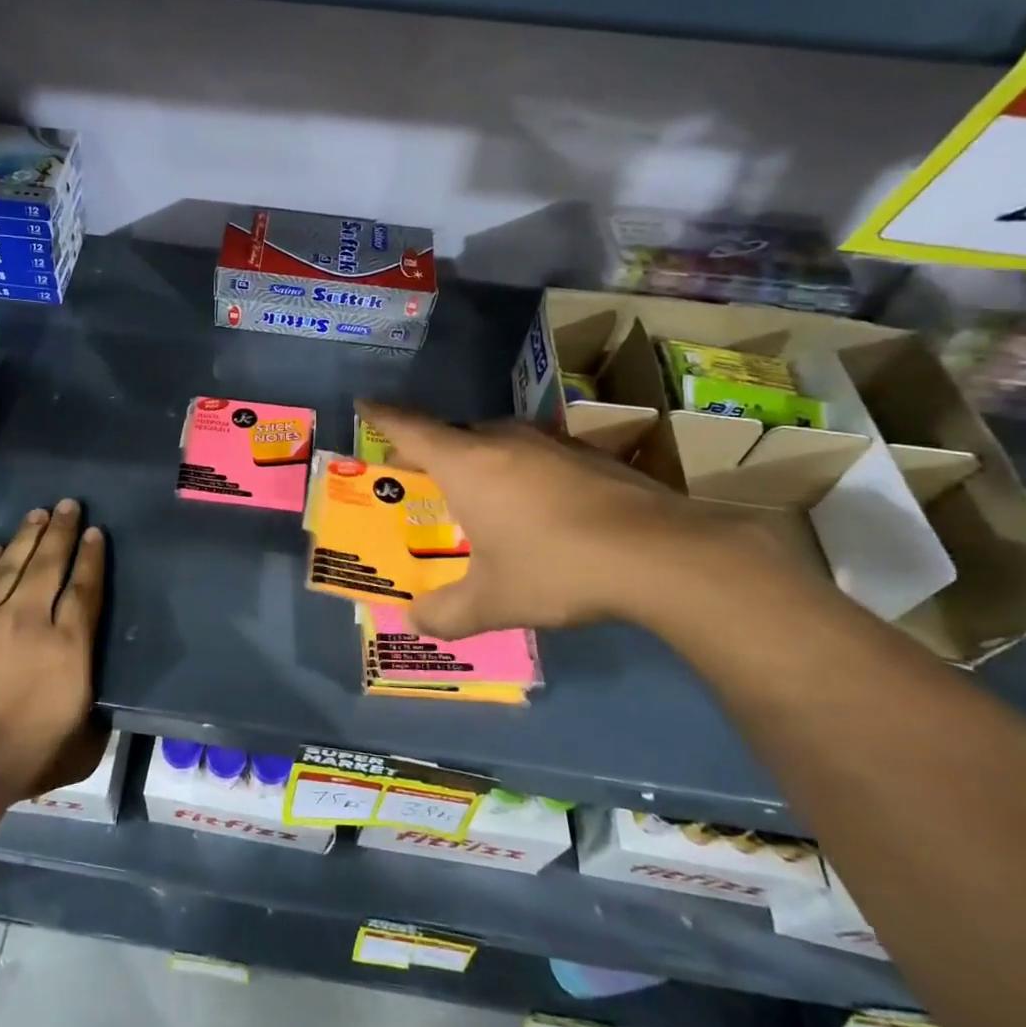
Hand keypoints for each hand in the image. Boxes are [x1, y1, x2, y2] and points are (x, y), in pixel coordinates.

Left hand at [0, 500, 105, 806]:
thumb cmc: (24, 758)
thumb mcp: (82, 742)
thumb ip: (96, 711)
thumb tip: (99, 694)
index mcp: (68, 646)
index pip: (85, 588)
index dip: (91, 557)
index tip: (95, 533)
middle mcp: (30, 620)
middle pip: (50, 564)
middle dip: (62, 531)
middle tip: (69, 504)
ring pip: (11, 564)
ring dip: (27, 536)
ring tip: (38, 514)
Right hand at [357, 401, 765, 639]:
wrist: (662, 554)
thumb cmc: (556, 567)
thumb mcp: (493, 601)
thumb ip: (446, 613)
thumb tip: (414, 623)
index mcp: (467, 462)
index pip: (409, 428)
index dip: (382, 416)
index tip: (364, 403)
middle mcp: (503, 440)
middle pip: (453, 432)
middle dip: (428, 448)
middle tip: (415, 473)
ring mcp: (550, 442)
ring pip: (496, 440)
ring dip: (476, 458)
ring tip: (473, 490)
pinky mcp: (588, 454)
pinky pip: (533, 453)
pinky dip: (517, 469)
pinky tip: (535, 504)